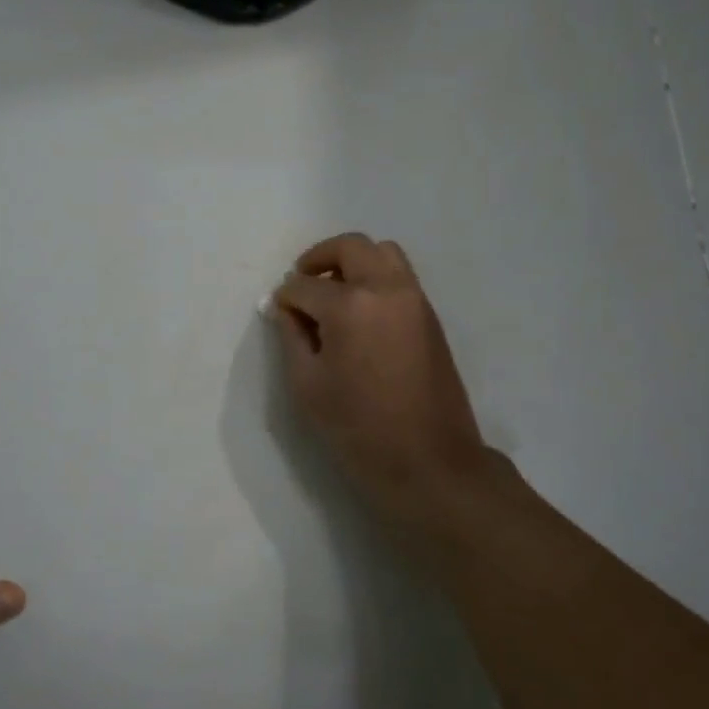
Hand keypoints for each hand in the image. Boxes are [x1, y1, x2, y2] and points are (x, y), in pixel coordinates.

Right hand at [271, 234, 493, 515]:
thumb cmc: (359, 429)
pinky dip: (376, 276)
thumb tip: (287, 309)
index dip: (285, 297)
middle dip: (319, 258)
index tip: (278, 309)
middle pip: (350, 247)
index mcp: (350, 306)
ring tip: (334, 292)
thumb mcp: (308, 387)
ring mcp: (414, 298)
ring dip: (353, 261)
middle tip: (302, 281)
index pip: (305, 286)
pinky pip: (400, 275)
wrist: (429, 461)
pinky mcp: (430, 315)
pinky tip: (360, 311)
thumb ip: (292, 337)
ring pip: (382, 253)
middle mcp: (386, 288)